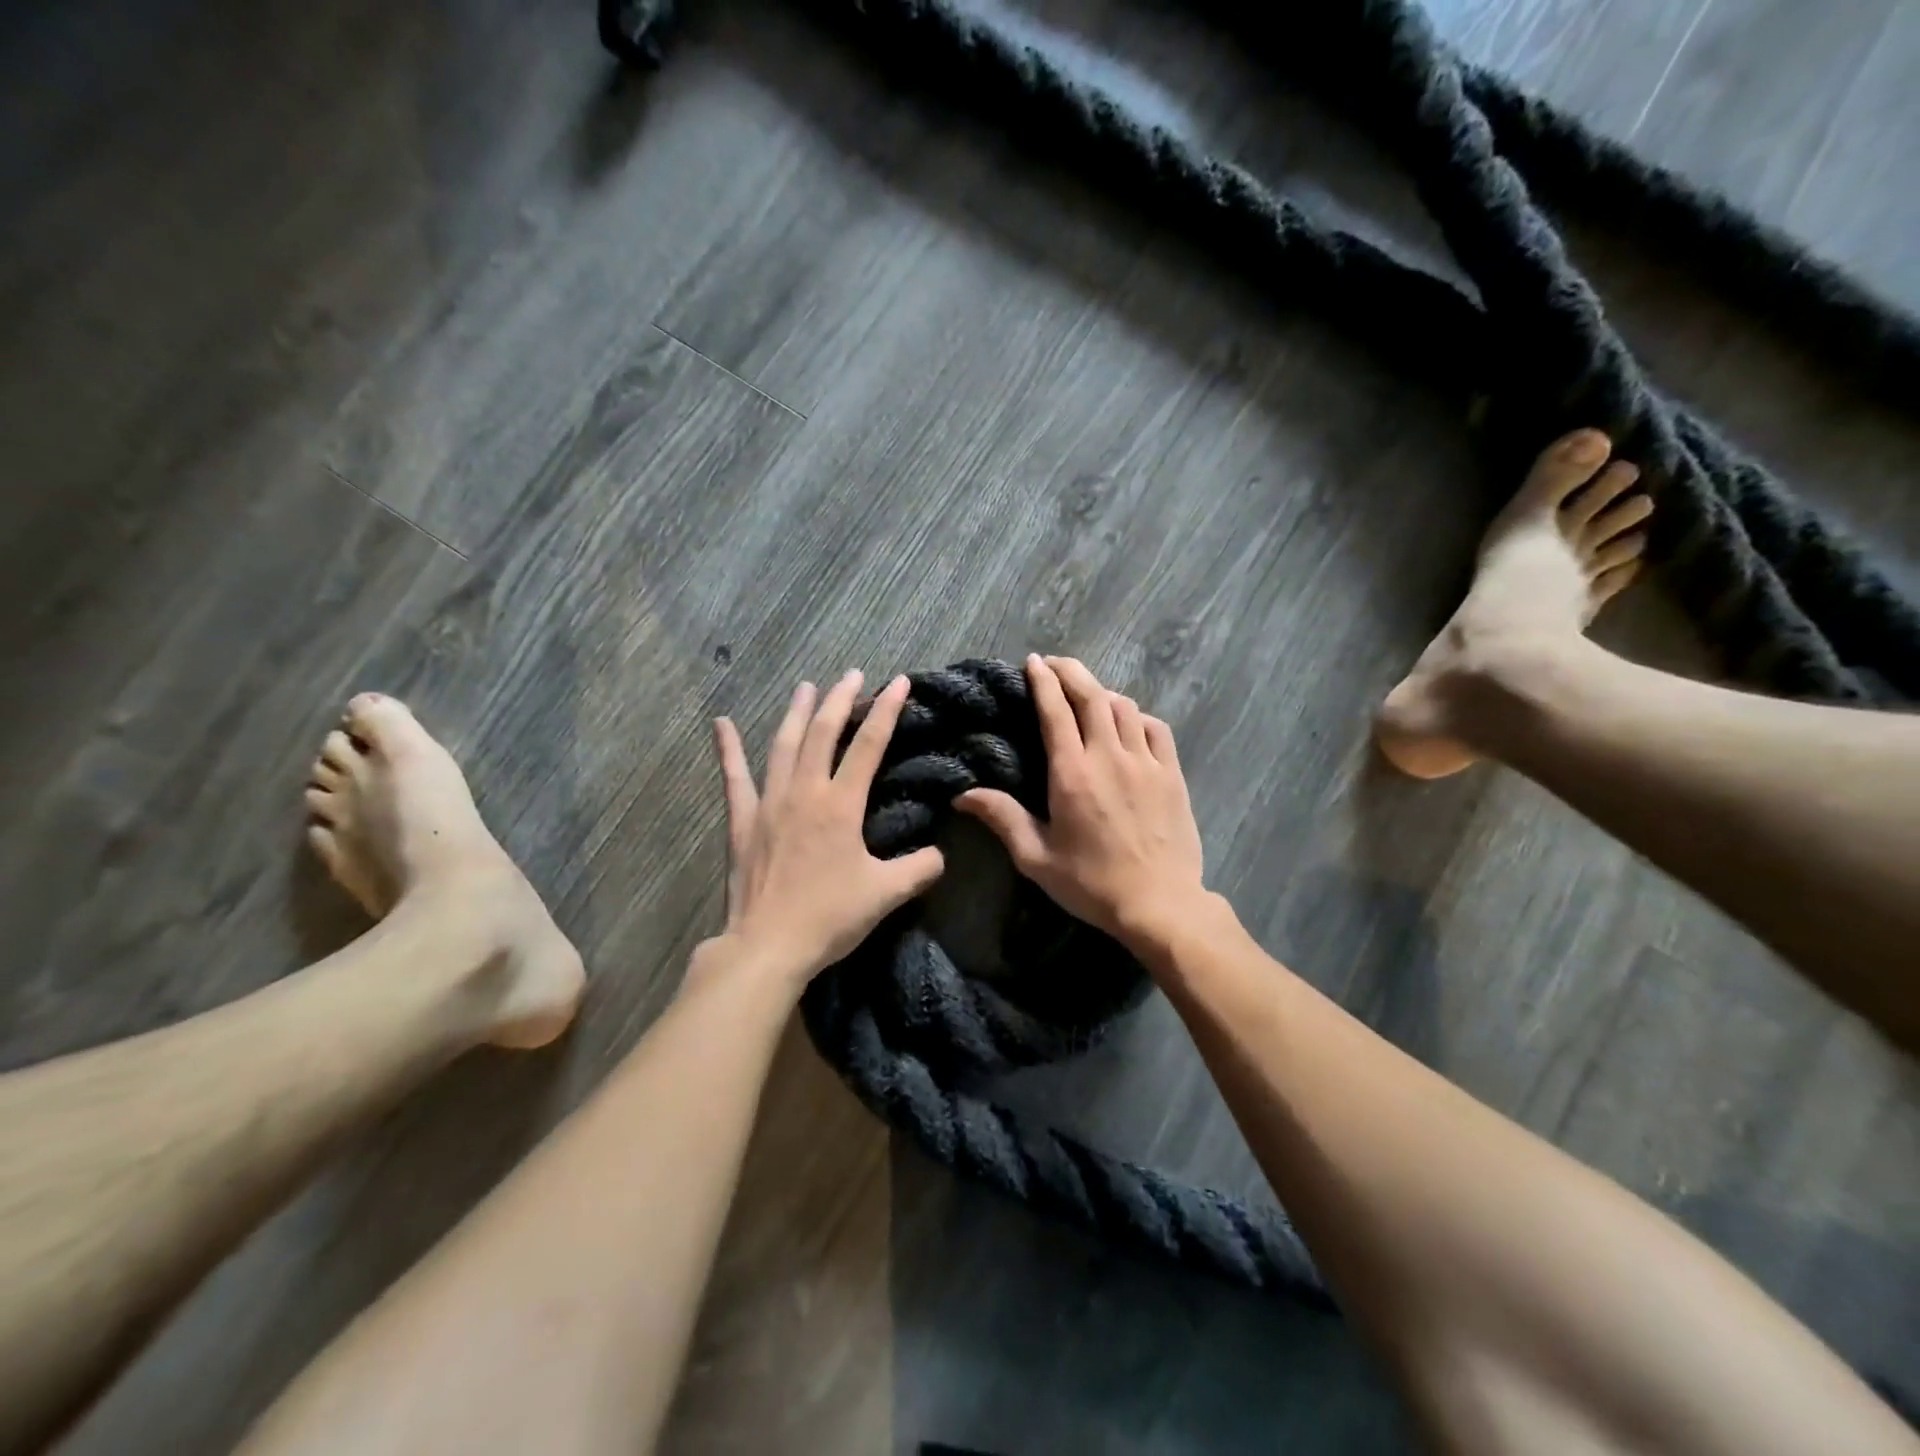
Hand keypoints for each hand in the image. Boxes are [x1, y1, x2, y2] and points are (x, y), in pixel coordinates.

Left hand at [708, 671, 944, 987]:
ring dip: (796, 712)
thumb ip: (919, 869)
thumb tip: (940, 855)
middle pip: (823, 732)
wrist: (768, 945)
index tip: (897, 682)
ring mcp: (769, 803)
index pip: (869, 745)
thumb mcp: (886, 894)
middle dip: (840, 699)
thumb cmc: (829, 917)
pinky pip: (735, 777)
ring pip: (784, 745)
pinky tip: (721, 724)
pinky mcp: (743, 821)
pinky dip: (728, 750)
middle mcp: (805, 792)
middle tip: (851, 674)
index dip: (886, 710)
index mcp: (841, 804)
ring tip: (805, 686)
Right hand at [955, 654, 1206, 947]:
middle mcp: (1109, 756)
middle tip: (1055, 663)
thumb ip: (1002, 818)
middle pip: (1092, 696)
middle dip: (1071, 672)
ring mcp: (1145, 762)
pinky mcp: (1171, 774)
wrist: (1159, 904)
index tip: (1034, 662)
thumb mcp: (1037, 858)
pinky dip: (1137, 716)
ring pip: (1124, 707)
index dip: (1043, 681)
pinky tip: (1129, 722)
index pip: (1056, 711)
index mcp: (1072, 773)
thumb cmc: (1092, 883)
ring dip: (1102, 692)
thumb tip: (962, 796)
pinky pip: (1155, 728)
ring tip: (1088, 694)